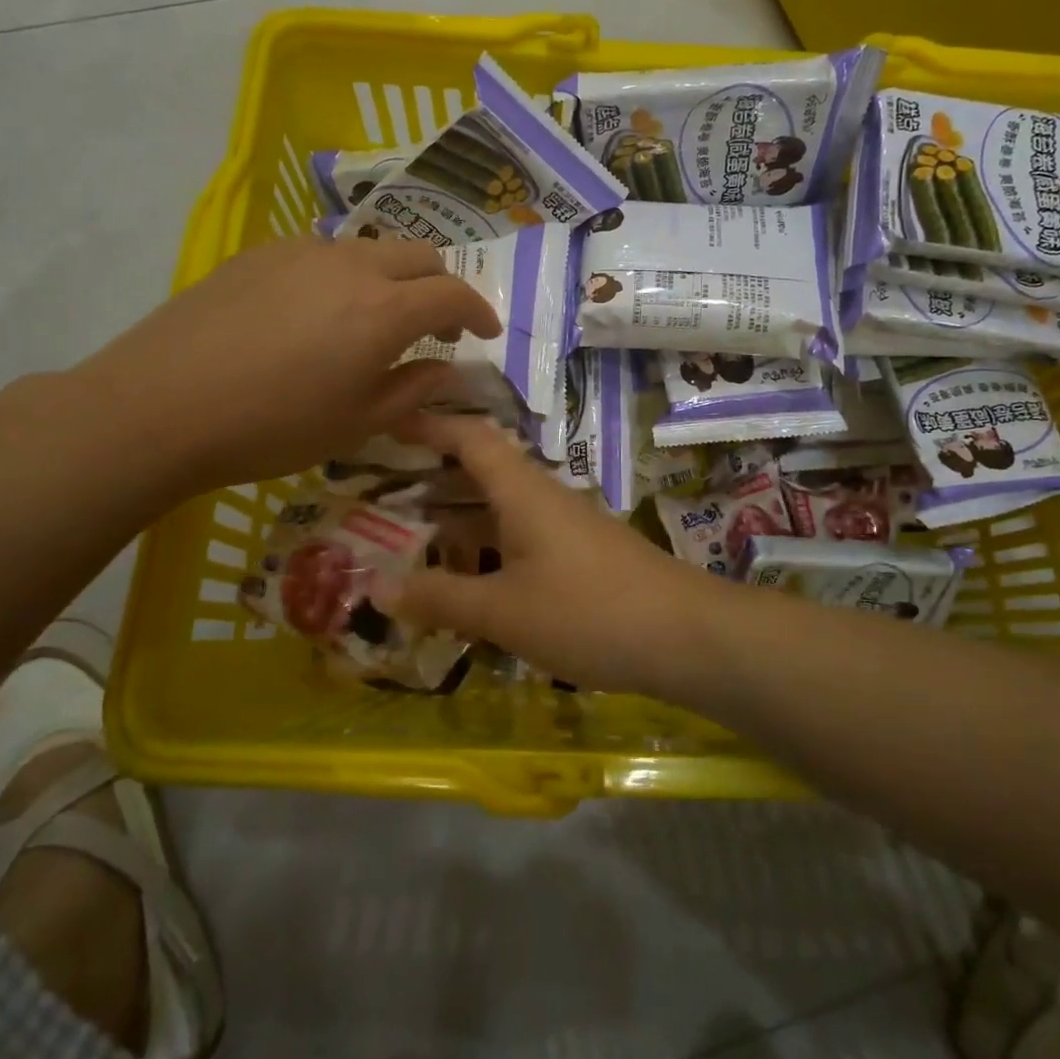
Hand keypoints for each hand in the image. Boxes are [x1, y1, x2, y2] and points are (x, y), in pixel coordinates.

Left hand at [74, 237, 501, 495]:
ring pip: (371, 249)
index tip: (485, 333)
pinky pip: (324, 253)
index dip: (479, 312)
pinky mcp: (261, 253)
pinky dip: (346, 275)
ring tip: (376, 318)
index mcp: (384, 311)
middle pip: (419, 256)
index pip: (453, 294)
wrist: (160, 405)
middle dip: (441, 286)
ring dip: (393, 278)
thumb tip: (443, 367)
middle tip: (436, 325)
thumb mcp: (356, 424)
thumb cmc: (271, 427)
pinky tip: (318, 312)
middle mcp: (352, 265)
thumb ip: (412, 389)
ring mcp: (302, 251)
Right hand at [371, 414, 724, 694]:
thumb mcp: (503, 611)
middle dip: (435, 475)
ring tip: (413, 535)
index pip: (471, 437)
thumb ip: (440, 597)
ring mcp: (567, 527)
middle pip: (484, 470)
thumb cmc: (587, 612)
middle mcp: (544, 498)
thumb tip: (375, 585)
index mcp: (522, 491)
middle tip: (383, 488)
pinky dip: (488, 546)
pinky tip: (471, 579)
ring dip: (460, 516)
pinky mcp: (581, 556)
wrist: (685, 636)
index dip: (430, 425)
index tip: (388, 422)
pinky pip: (522, 537)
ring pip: (503, 508)